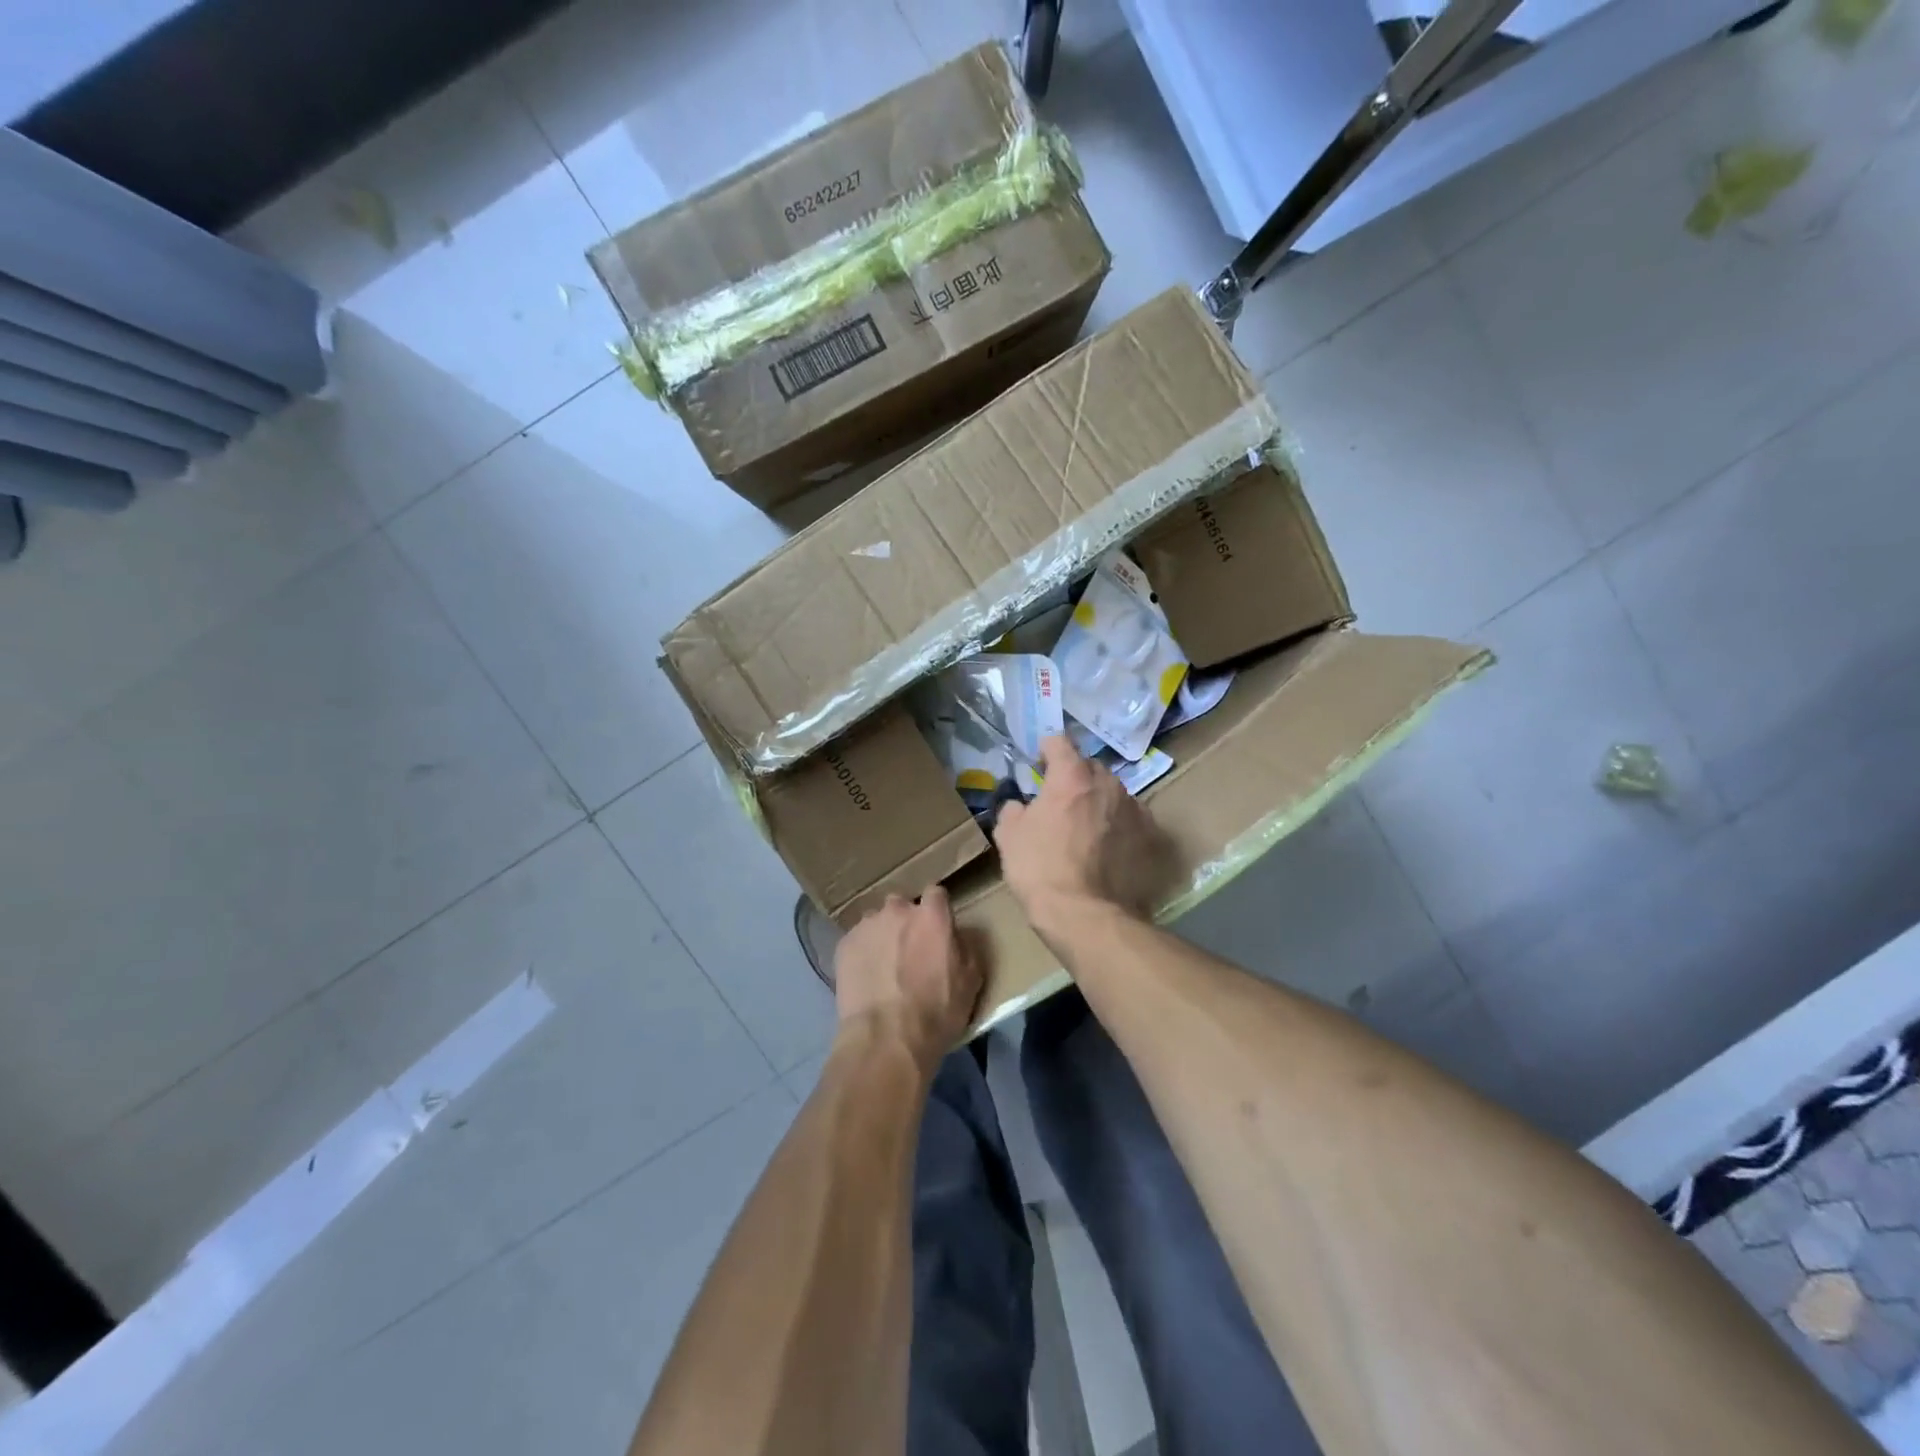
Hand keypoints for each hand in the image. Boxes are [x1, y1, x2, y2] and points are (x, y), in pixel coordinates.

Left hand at [832, 886, 981, 1075]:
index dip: (937, 910)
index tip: (938, 929)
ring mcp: (867, 925)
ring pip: (877, 922)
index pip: (936, 894)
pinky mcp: (844, 944)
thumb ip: (966, 948)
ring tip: (884, 967)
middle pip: (903, 905)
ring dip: (883, 936)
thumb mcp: (971, 982)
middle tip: (909, 951)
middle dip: (906, 922)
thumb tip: (958, 936)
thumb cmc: (936, 1012)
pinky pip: (858, 941)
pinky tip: (866, 978)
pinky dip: (863, 953)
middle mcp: (898, 911)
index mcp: (932, 916)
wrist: (885, 1039)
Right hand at [996, 735, 1168, 937]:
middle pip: (1090, 767)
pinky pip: (1131, 819)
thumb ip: (1013, 810)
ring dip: (1099, 801)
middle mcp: (1108, 784)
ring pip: (1113, 793)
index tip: (1039, 762)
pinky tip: (1108, 847)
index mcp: (1071, 776)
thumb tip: (1019, 805)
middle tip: (1060, 800)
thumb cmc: (1040, 870)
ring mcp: (1134, 809)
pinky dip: (1119, 825)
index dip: (1047, 749)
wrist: (1086, 915)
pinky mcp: (1151, 837)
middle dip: (1075, 777)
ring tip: (1086, 827)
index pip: (1060, 742)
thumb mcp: (1009, 837)